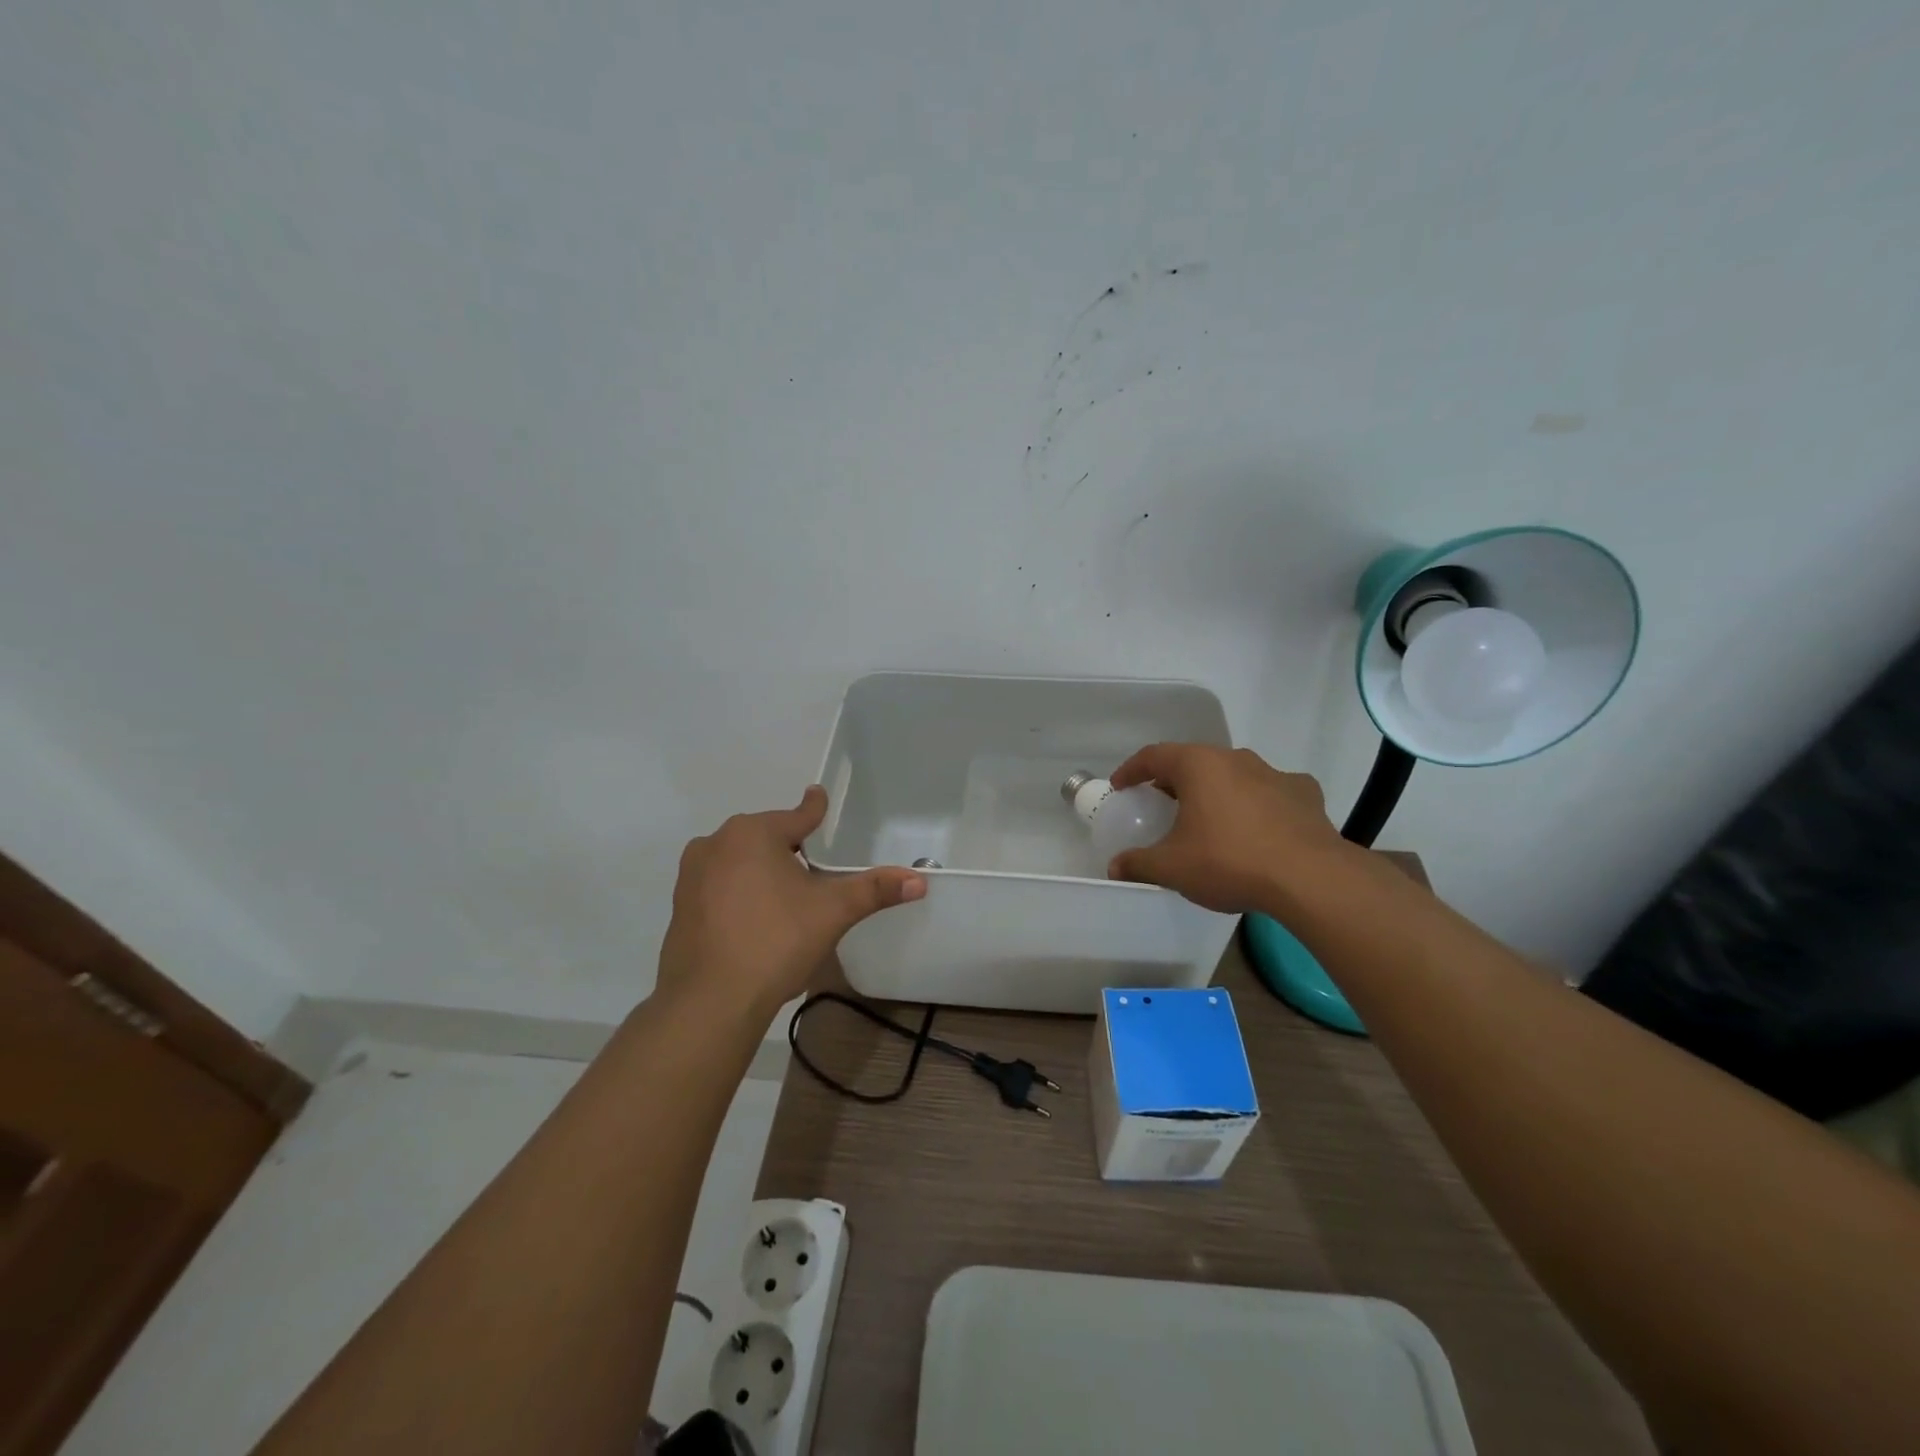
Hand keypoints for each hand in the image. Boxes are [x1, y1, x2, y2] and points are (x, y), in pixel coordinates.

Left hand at [657, 787, 925, 1022]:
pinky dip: (739, 892)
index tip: (819, 797)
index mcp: (753, 833)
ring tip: (786, 896)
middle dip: (789, 846)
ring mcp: (692, 875)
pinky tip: (755, 918)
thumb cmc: (775, 941)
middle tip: (814, 868)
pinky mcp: (680, 905)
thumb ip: (875, 890)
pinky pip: (720, 885)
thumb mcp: (833, 912)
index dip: (815, 809)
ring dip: (762, 869)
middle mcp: (716, 843)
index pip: (797, 815)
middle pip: (766, 837)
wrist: (710, 1001)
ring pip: (740, 860)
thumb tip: (920, 881)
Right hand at [1107, 744, 1354, 915]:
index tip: (1121, 786)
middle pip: (1194, 762)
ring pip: (1234, 775)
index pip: (1154, 755)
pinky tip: (1258, 828)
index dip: (1132, 770)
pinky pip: (1271, 792)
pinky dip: (1257, 804)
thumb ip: (1138, 864)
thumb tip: (1114, 868)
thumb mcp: (1172, 868)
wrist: (1309, 878)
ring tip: (1209, 819)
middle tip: (1162, 805)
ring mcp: (1274, 773)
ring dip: (1216, 791)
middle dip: (1174, 781)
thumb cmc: (1229, 862)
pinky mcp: (1305, 793)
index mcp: (1198, 765)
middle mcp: (1235, 759)